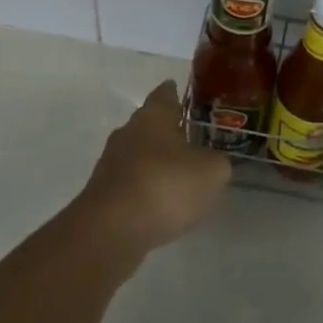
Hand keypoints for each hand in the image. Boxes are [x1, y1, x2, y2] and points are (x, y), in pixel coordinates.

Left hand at [75, 82, 230, 256]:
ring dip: (157, 161)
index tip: (183, 92)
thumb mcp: (211, 172)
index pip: (165, 94)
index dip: (176, 92)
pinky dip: (147, 187)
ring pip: (139, 153)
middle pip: (150, 123)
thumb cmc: (165, 186)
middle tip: (191, 136)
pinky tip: (161, 202)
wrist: (112, 230)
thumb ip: (217, 161)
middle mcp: (128, 131)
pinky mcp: (105, 192)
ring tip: (180, 173)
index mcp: (153, 116)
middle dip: (168, 129)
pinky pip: (132, 181)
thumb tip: (212, 161)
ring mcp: (112, 162)